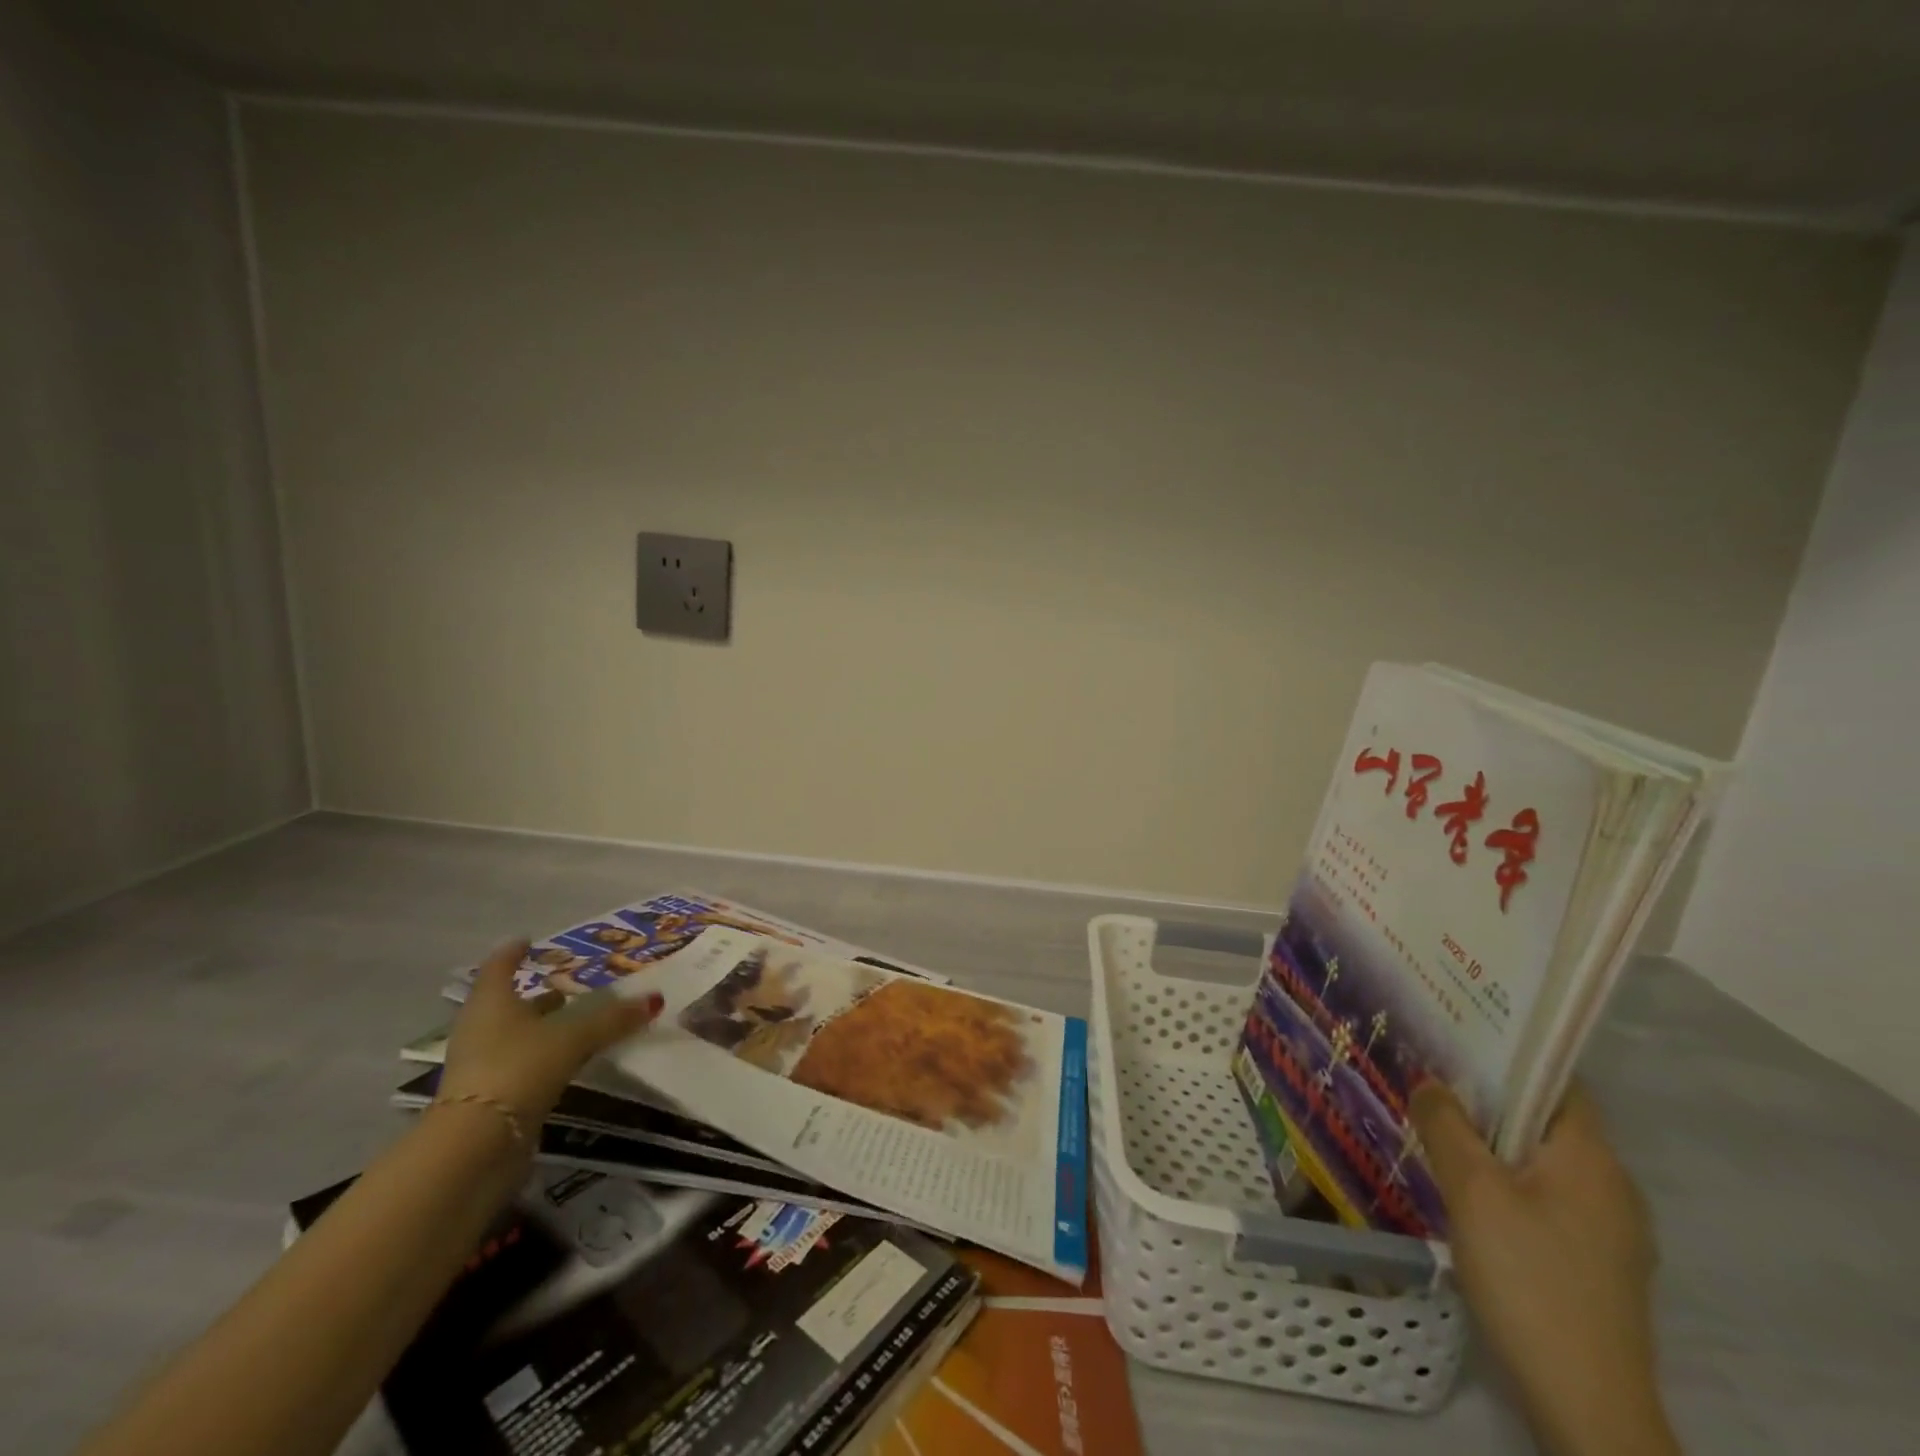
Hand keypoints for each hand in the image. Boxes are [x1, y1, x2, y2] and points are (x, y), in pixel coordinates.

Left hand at [438, 939, 663, 1125]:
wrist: (476, 1146)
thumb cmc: (519, 1068)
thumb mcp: (573, 1037)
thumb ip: (612, 1019)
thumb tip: (655, 999)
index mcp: (492, 1002)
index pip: (500, 966)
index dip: (514, 952)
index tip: (529, 941)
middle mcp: (481, 1029)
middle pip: (508, 1003)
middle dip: (537, 994)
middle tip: (568, 984)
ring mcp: (481, 1065)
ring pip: (516, 1035)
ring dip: (542, 1027)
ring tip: (574, 1020)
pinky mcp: (490, 1099)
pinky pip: (521, 1065)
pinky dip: (543, 1056)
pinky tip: (568, 1060)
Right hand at [1410, 1083, 1678, 1455]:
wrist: (1586, 1405)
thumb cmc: (1530, 1278)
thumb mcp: (1472, 1192)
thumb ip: (1446, 1126)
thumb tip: (1429, 1080)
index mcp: (1593, 1159)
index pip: (1558, 1081)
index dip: (1511, 1053)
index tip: (1457, 1036)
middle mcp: (1613, 1186)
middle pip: (1547, 1120)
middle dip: (1491, 1097)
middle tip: (1432, 1076)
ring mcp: (1610, 1231)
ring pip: (1544, 1162)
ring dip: (1495, 1141)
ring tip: (1439, 1125)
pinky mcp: (1596, 1265)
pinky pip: (1548, 1197)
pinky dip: (1509, 1180)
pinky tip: (1467, 1189)